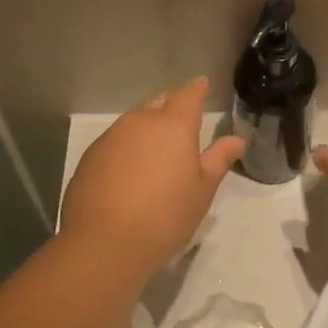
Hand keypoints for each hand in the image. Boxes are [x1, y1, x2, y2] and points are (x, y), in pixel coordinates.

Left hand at [59, 77, 243, 269]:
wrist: (104, 243)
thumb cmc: (165, 216)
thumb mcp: (202, 190)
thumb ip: (218, 159)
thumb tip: (236, 139)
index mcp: (174, 125)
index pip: (189, 94)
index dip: (197, 88)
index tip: (202, 84)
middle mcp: (141, 121)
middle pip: (159, 102)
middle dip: (171, 105)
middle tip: (182, 119)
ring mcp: (112, 136)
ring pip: (135, 121)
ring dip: (147, 127)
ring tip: (156, 149)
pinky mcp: (90, 155)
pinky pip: (115, 141)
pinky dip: (127, 147)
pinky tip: (129, 170)